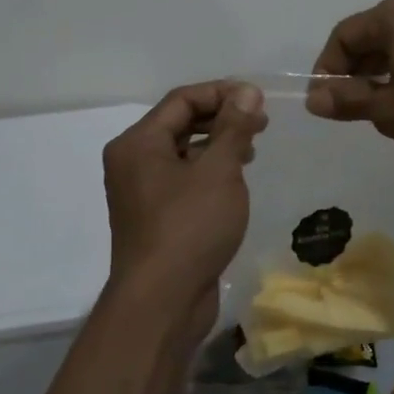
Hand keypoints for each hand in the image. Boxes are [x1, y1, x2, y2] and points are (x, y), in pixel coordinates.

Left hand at [102, 82, 267, 332]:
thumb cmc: (190, 227)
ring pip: (183, 152)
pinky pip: (183, 178)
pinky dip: (208, 171)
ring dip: (218, 144)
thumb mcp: (219, 170)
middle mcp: (132, 161)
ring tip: (251, 149)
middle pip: (180, 123)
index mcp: (138, 143)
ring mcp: (141, 191)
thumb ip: (234, 126)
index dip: (222, 92)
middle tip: (261, 123)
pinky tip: (234, 181)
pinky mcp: (155, 217)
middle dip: (222, 118)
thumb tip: (246, 91)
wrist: (162, 303)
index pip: (182, 100)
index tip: (259, 99)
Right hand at [305, 0, 393, 162]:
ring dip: (382, 73)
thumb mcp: (390, 110)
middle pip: (373, 35)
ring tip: (381, 109)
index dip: (328, 69)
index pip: (345, 35)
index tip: (324, 102)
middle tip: (350, 108)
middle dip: (356, 71)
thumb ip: (349, 101)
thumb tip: (315, 99)